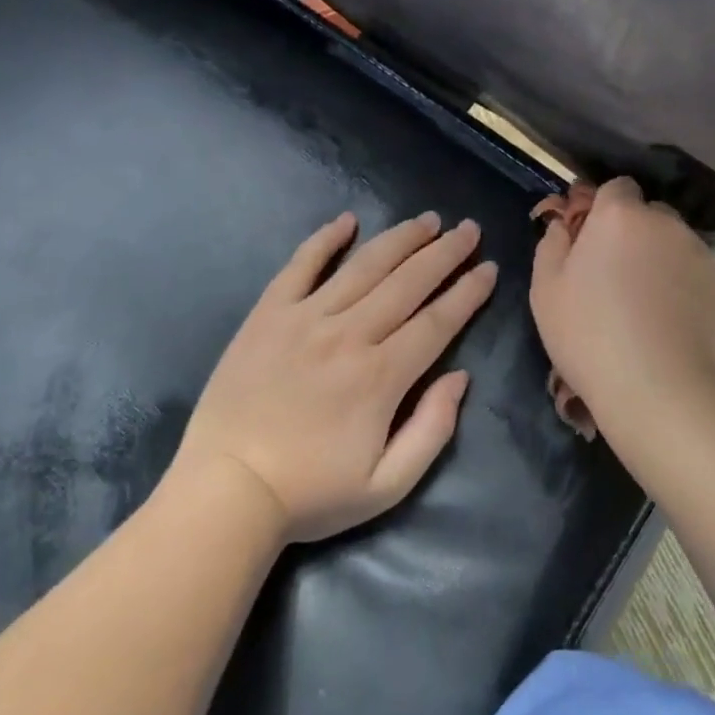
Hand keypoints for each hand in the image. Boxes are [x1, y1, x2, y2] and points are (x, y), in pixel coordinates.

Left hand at [170, 211, 498, 542]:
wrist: (226, 492)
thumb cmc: (311, 493)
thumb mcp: (387, 485)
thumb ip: (432, 429)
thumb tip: (460, 377)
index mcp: (381, 376)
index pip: (437, 321)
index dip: (468, 292)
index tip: (489, 269)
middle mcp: (349, 335)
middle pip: (408, 282)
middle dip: (445, 252)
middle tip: (468, 229)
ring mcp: (305, 318)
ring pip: (364, 266)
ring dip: (400, 238)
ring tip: (427, 220)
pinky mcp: (268, 314)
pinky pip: (300, 266)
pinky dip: (324, 239)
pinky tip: (347, 221)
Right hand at [529, 179, 714, 440]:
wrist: (657, 386)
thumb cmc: (589, 333)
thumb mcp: (546, 289)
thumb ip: (552, 244)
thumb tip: (563, 225)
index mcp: (619, 215)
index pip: (617, 187)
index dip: (603, 208)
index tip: (590, 238)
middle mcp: (664, 222)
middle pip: (647, 213)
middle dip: (632, 231)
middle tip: (613, 272)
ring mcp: (697, 252)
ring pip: (671, 241)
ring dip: (657, 256)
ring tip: (643, 300)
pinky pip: (691, 269)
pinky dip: (679, 282)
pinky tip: (666, 317)